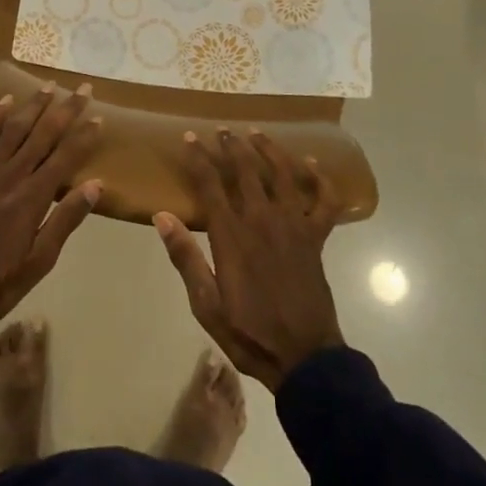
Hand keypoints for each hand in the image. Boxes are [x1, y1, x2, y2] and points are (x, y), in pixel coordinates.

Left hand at [0, 84, 103, 319]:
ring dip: (32, 106)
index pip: (66, 157)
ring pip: (13, 129)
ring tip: (48, 86)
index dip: (84, 136)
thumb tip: (95, 185)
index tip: (98, 116)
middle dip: (65, 109)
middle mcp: (11, 175)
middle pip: (43, 134)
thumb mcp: (39, 262)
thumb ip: (66, 220)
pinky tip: (3, 102)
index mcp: (33, 197)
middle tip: (82, 87)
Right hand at [154, 127, 343, 390]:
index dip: (199, 158)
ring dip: (268, 149)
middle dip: (231, 145)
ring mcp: (294, 224)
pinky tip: (311, 163)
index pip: (210, 184)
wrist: (304, 356)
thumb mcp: (206, 304)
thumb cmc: (249, 332)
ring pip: (282, 173)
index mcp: (232, 235)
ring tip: (255, 133)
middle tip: (221, 129)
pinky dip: (319, 179)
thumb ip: (186, 258)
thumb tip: (162, 216)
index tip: (189, 138)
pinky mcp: (317, 236)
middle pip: (246, 169)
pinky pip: (323, 200)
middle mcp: (263, 219)